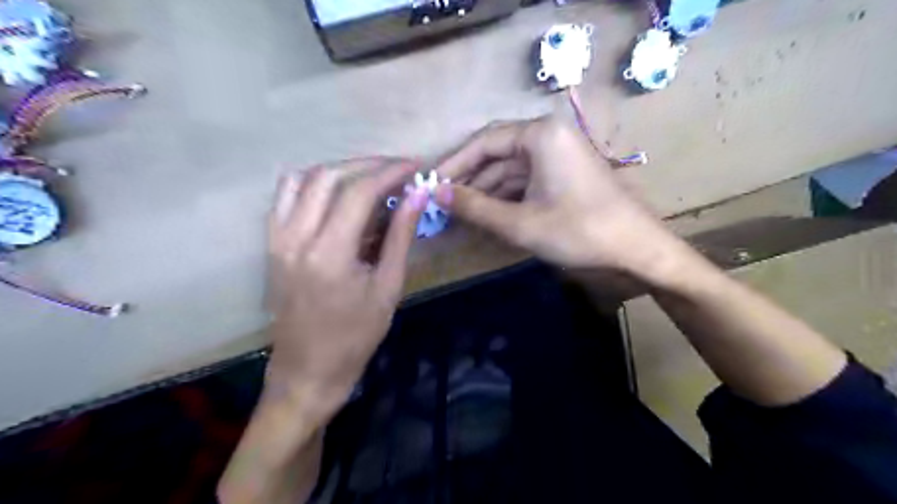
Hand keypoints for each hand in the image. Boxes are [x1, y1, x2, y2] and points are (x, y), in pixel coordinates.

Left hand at [265, 157, 426, 416]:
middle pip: (330, 176)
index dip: (391, 172)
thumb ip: (401, 235)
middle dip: (369, 165)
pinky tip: (338, 195)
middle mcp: (296, 237)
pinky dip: (315, 184)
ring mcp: (277, 238)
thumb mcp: (388, 286)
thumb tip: (418, 194)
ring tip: (370, 179)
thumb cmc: (356, 336)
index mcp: (329, 253)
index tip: (415, 166)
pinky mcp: (271, 244)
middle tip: (398, 171)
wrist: (308, 369)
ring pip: (304, 179)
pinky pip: (287, 196)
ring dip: (341, 170)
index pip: (360, 192)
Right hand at [434, 119, 680, 279]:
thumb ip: (475, 206)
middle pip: (497, 154)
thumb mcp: (520, 222)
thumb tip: (437, 194)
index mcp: (540, 135)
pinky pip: (527, 180)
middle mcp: (549, 136)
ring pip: (511, 169)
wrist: (636, 249)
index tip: (432, 184)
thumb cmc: (578, 230)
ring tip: (461, 212)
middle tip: (444, 202)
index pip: (485, 142)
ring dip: (487, 190)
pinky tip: (490, 214)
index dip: (455, 164)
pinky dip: (507, 196)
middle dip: (471, 179)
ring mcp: (559, 155)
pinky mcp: (564, 174)